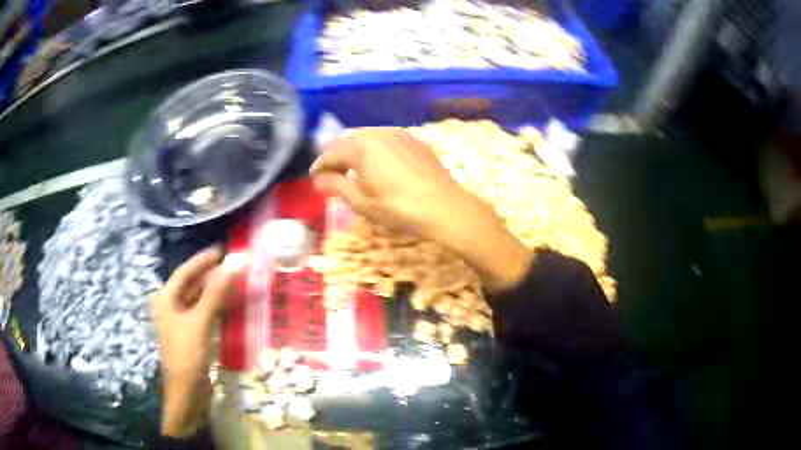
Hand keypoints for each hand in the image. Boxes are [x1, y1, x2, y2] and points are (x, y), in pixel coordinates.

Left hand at [152, 247, 245, 437]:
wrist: (187, 392)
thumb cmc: (187, 353)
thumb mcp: (201, 321)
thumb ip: (216, 292)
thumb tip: (235, 263)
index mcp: (167, 299)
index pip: (185, 272)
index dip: (202, 260)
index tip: (222, 250)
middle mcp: (172, 307)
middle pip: (192, 285)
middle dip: (212, 275)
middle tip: (234, 266)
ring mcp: (182, 323)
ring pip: (199, 300)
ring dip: (216, 291)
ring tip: (235, 281)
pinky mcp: (192, 336)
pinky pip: (205, 314)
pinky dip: (217, 307)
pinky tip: (230, 304)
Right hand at [311, 128, 531, 292]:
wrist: (445, 207)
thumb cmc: (399, 208)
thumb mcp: (362, 202)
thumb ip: (336, 185)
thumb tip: (317, 178)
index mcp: (361, 147)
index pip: (331, 153)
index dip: (320, 166)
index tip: (314, 178)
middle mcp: (378, 133)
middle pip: (349, 142)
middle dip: (338, 157)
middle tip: (332, 175)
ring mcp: (400, 134)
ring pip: (369, 139)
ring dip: (357, 152)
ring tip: (355, 170)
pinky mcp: (416, 141)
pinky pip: (387, 141)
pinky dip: (377, 151)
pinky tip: (380, 166)